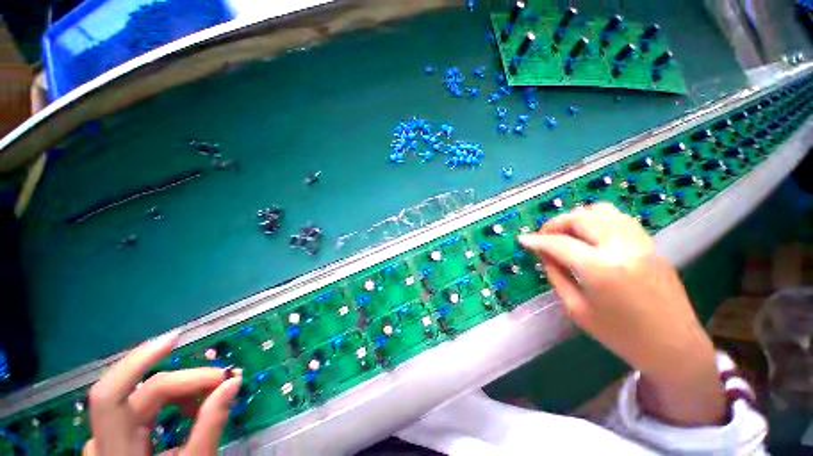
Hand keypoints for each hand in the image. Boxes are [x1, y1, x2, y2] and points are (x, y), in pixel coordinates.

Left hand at [83, 331, 241, 454]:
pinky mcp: (118, 438)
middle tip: (224, 380)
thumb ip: (211, 424)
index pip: (111, 395)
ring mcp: (108, 439)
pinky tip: (190, 409)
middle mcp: (104, 440)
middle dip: (187, 382)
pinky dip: (172, 403)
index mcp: (115, 451)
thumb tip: (234, 381)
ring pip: (144, 399)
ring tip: (211, 398)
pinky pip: (144, 409)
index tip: (177, 337)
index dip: (137, 361)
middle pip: (143, 393)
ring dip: (182, 392)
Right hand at [519, 203, 725, 425]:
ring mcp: (640, 242)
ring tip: (565, 231)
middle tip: (543, 236)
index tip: (523, 239)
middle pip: (581, 218)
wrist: (673, 346)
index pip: (559, 244)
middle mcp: (621, 247)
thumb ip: (556, 275)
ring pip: (601, 211)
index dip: (536, 240)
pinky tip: (589, 233)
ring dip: (576, 217)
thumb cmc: (620, 335)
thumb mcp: (576, 309)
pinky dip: (597, 218)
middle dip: (556, 224)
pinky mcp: (650, 244)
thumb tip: (543, 253)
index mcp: (600, 269)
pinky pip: (619, 218)